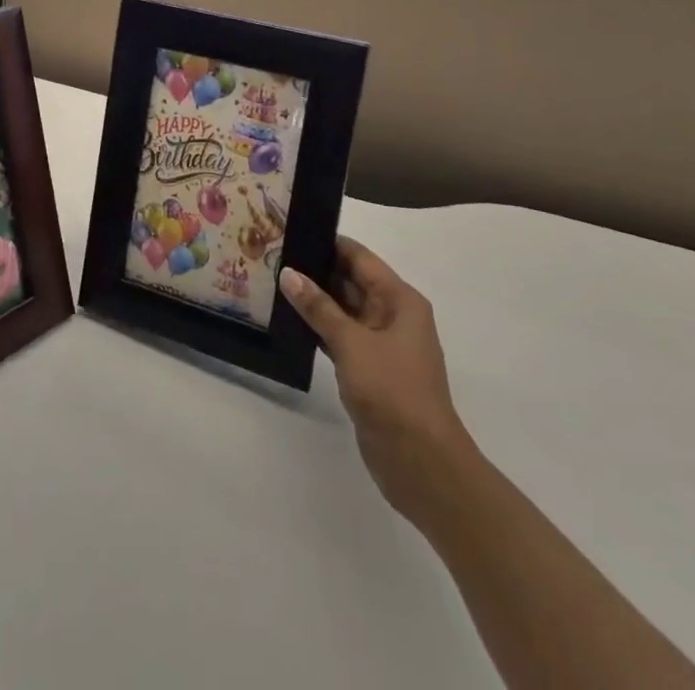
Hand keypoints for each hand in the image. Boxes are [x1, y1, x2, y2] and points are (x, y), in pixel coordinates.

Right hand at [281, 238, 470, 526]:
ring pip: (343, 310)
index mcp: (399, 299)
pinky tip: (288, 322)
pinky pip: (340, 336)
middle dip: (315, 270)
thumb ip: (319, 307)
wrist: (421, 463)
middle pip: (350, 280)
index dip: (327, 242)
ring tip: (272, 282)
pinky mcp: (369, 369)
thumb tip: (288, 273)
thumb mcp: (352, 343)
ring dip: (314, 300)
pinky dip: (318, 328)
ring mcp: (381, 344)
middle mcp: (392, 315)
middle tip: (272, 256)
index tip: (290, 231)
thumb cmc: (393, 391)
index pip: (359, 257)